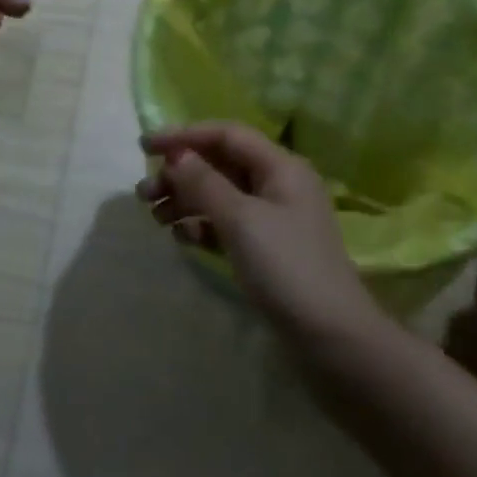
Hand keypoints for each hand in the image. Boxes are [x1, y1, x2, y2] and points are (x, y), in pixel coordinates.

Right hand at [139, 122, 382, 341]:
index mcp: (281, 167)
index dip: (185, 136)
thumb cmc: (287, 268)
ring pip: (220, 196)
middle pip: (220, 165)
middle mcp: (278, 185)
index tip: (145, 147)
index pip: (226, 135)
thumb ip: (204, 183)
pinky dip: (202, 226)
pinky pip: (226, 225)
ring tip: (155, 218)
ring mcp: (273, 219)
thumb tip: (178, 155)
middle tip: (144, 193)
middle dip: (181, 174)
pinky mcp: (266, 250)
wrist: (332, 340)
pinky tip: (182, 238)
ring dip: (186, 200)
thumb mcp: (241, 219)